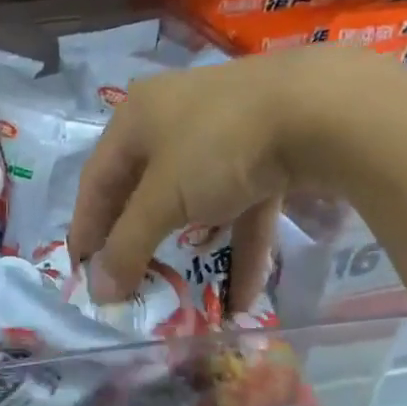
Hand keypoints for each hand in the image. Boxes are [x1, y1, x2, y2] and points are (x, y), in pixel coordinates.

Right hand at [68, 48, 386, 308]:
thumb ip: (127, 247)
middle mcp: (174, 118)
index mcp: (136, 118)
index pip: (97, 180)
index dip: (86, 227)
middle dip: (138, 240)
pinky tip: (243, 297)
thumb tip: (99, 293)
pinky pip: (243, 206)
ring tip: (183, 291)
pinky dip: (240, 246)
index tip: (81, 269)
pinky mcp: (270, 150)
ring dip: (191, 249)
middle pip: (143, 190)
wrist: (325, 108)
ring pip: (196, 200)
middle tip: (128, 279)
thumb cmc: (218, 147)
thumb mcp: (163, 200)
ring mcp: (226, 132)